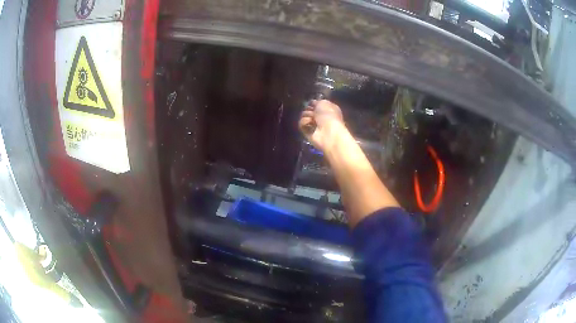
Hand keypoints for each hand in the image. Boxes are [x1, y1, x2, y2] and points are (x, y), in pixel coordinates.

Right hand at [298, 100, 345, 151]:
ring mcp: (315, 126)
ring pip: (304, 116)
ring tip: (312, 118)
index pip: (317, 105)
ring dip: (307, 115)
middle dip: (309, 109)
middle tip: (312, 112)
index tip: (311, 103)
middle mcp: (322, 118)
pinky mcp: (308, 133)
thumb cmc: (329, 115)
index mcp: (328, 110)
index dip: (313, 103)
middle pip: (309, 110)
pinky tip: (309, 123)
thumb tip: (312, 103)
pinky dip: (304, 122)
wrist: (328, 131)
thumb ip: (317, 102)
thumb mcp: (324, 103)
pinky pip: (301, 125)